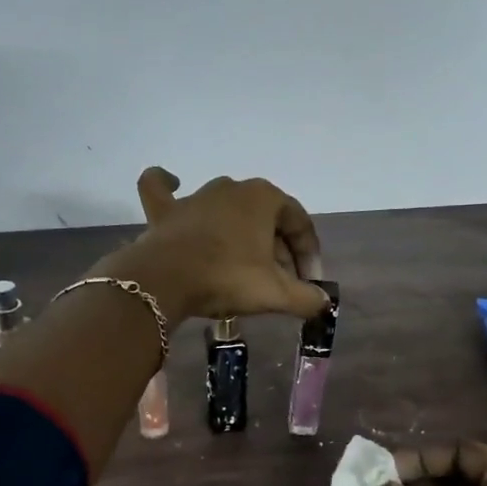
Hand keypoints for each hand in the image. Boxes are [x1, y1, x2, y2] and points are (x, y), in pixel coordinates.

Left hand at [97, 168, 327, 323]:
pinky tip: (174, 183)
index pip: (299, 223)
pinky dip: (167, 185)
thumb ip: (306, 297)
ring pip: (228, 211)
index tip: (310, 284)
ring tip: (248, 267)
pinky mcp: (166, 211)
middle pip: (266, 219)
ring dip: (243, 235)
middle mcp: (232, 188)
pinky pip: (163, 190)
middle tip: (282, 284)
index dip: (309, 255)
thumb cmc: (228, 278)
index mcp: (264, 197)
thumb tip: (323, 302)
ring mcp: (196, 196)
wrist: (165, 281)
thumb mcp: (276, 293)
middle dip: (279, 251)